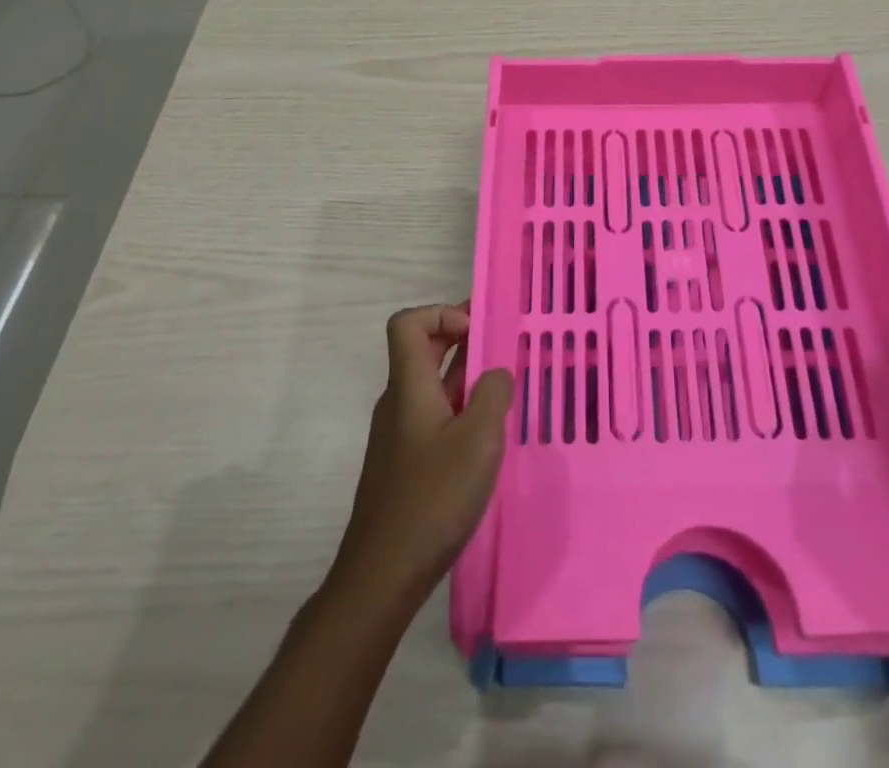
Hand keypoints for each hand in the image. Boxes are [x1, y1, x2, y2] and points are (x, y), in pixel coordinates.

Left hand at [330, 305, 513, 605]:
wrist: (382, 576)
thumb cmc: (432, 498)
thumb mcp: (479, 439)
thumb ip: (493, 394)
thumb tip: (496, 373)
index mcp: (409, 386)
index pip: (408, 323)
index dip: (441, 313)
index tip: (478, 333)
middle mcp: (399, 402)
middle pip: (423, 349)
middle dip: (462, 338)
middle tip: (504, 344)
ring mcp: (399, 434)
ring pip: (432, 385)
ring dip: (466, 376)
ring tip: (506, 388)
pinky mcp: (405, 463)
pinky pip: (434, 415)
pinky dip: (460, 408)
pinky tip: (487, 435)